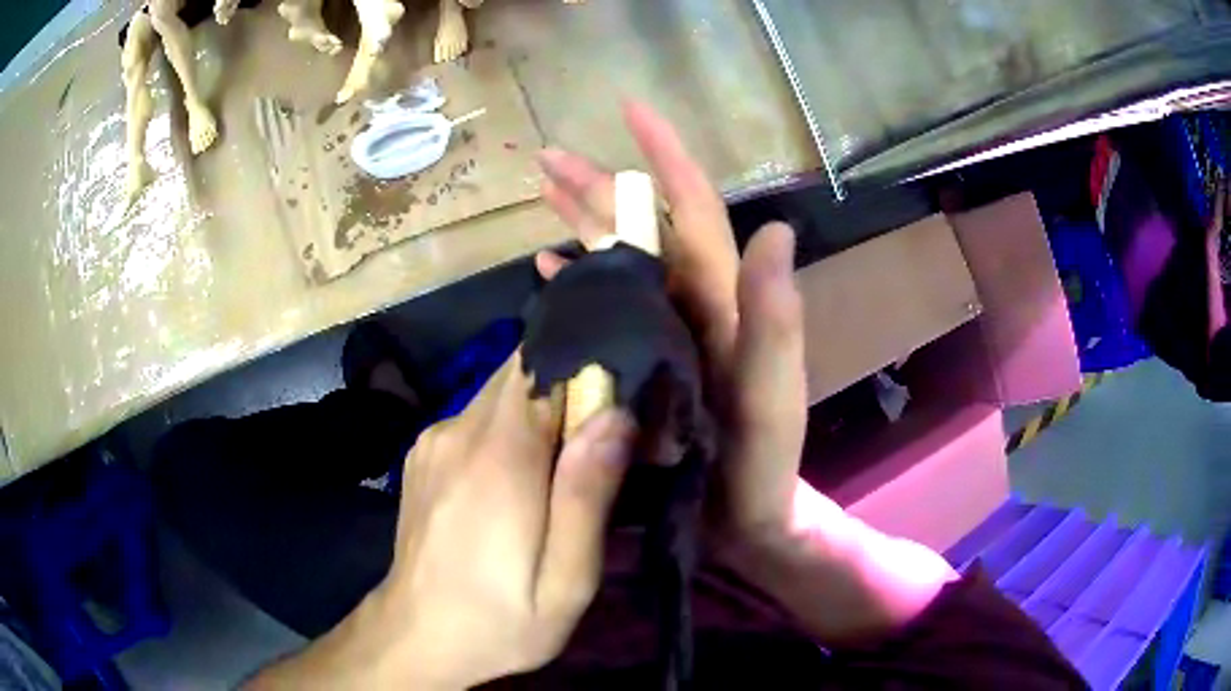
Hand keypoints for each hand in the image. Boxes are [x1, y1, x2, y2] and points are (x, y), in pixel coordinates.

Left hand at [248, 353, 635, 689]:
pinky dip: (504, 428)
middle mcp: (458, 430)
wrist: (417, 635)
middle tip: (594, 444)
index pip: (542, 363)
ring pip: (498, 391)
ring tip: (557, 468)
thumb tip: (614, 415)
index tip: (614, 406)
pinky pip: (474, 416)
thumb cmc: (502, 619)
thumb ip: (587, 496)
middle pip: (520, 370)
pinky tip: (512, 480)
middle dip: (565, 388)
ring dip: (536, 411)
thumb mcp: (566, 581)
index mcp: (499, 456)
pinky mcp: (421, 452)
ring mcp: (432, 438)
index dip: (584, 369)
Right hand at [534, 102, 806, 570]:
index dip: (666, 156)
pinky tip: (547, 270)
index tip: (630, 109)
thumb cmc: (759, 467)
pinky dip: (578, 282)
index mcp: (722, 302)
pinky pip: (607, 307)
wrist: (745, 521)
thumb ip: (777, 321)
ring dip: (583, 223)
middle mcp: (694, 305)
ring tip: (541, 197)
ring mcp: (666, 332)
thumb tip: (776, 230)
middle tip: (547, 160)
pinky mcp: (645, 362)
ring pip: (621, 259)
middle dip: (599, 187)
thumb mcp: (771, 398)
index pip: (696, 210)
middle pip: (644, 228)